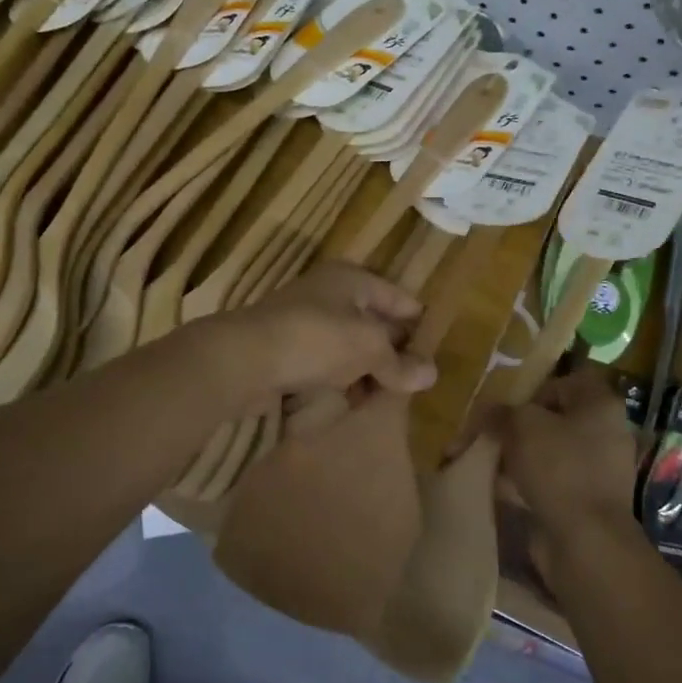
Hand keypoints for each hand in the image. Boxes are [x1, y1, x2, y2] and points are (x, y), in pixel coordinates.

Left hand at [216, 263, 437, 403]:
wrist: (245, 359)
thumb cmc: (316, 339)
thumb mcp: (368, 347)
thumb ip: (399, 362)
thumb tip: (431, 374)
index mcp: (352, 279)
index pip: (399, 298)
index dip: (419, 324)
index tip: (436, 353)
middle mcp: (330, 294)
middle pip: (373, 323)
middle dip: (392, 353)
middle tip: (412, 382)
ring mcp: (306, 322)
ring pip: (349, 347)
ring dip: (366, 371)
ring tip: (383, 398)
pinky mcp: (289, 350)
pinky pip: (326, 364)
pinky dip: (340, 380)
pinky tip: (350, 402)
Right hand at [492, 367, 643, 559]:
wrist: (584, 540)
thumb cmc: (558, 467)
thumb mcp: (521, 425)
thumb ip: (503, 412)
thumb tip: (489, 411)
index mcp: (600, 404)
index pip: (566, 381)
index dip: (534, 388)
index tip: (507, 404)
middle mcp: (605, 432)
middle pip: (554, 417)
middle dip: (520, 425)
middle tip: (491, 431)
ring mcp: (598, 469)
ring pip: (549, 450)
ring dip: (520, 454)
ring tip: (490, 460)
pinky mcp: (586, 499)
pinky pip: (551, 480)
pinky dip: (527, 481)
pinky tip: (501, 487)